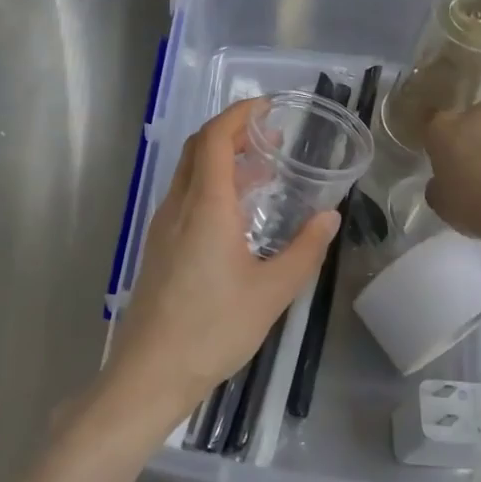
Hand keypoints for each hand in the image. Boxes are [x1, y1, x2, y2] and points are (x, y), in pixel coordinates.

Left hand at [101, 99, 338, 436]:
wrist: (150, 373)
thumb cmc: (213, 330)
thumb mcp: (272, 292)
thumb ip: (304, 250)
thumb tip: (329, 215)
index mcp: (205, 207)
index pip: (215, 138)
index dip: (239, 114)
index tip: (268, 107)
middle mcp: (178, 207)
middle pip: (199, 149)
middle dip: (233, 132)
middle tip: (271, 137)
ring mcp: (163, 227)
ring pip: (190, 174)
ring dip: (222, 160)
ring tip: (262, 172)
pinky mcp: (159, 248)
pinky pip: (185, 199)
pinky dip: (212, 187)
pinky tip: (236, 215)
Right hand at [424, 101, 480, 244]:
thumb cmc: (474, 203)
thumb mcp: (442, 203)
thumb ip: (438, 187)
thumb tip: (442, 183)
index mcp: (444, 129)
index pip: (432, 122)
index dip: (438, 139)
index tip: (443, 155)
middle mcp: (478, 115)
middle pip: (473, 119)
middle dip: (475, 136)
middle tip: (478, 165)